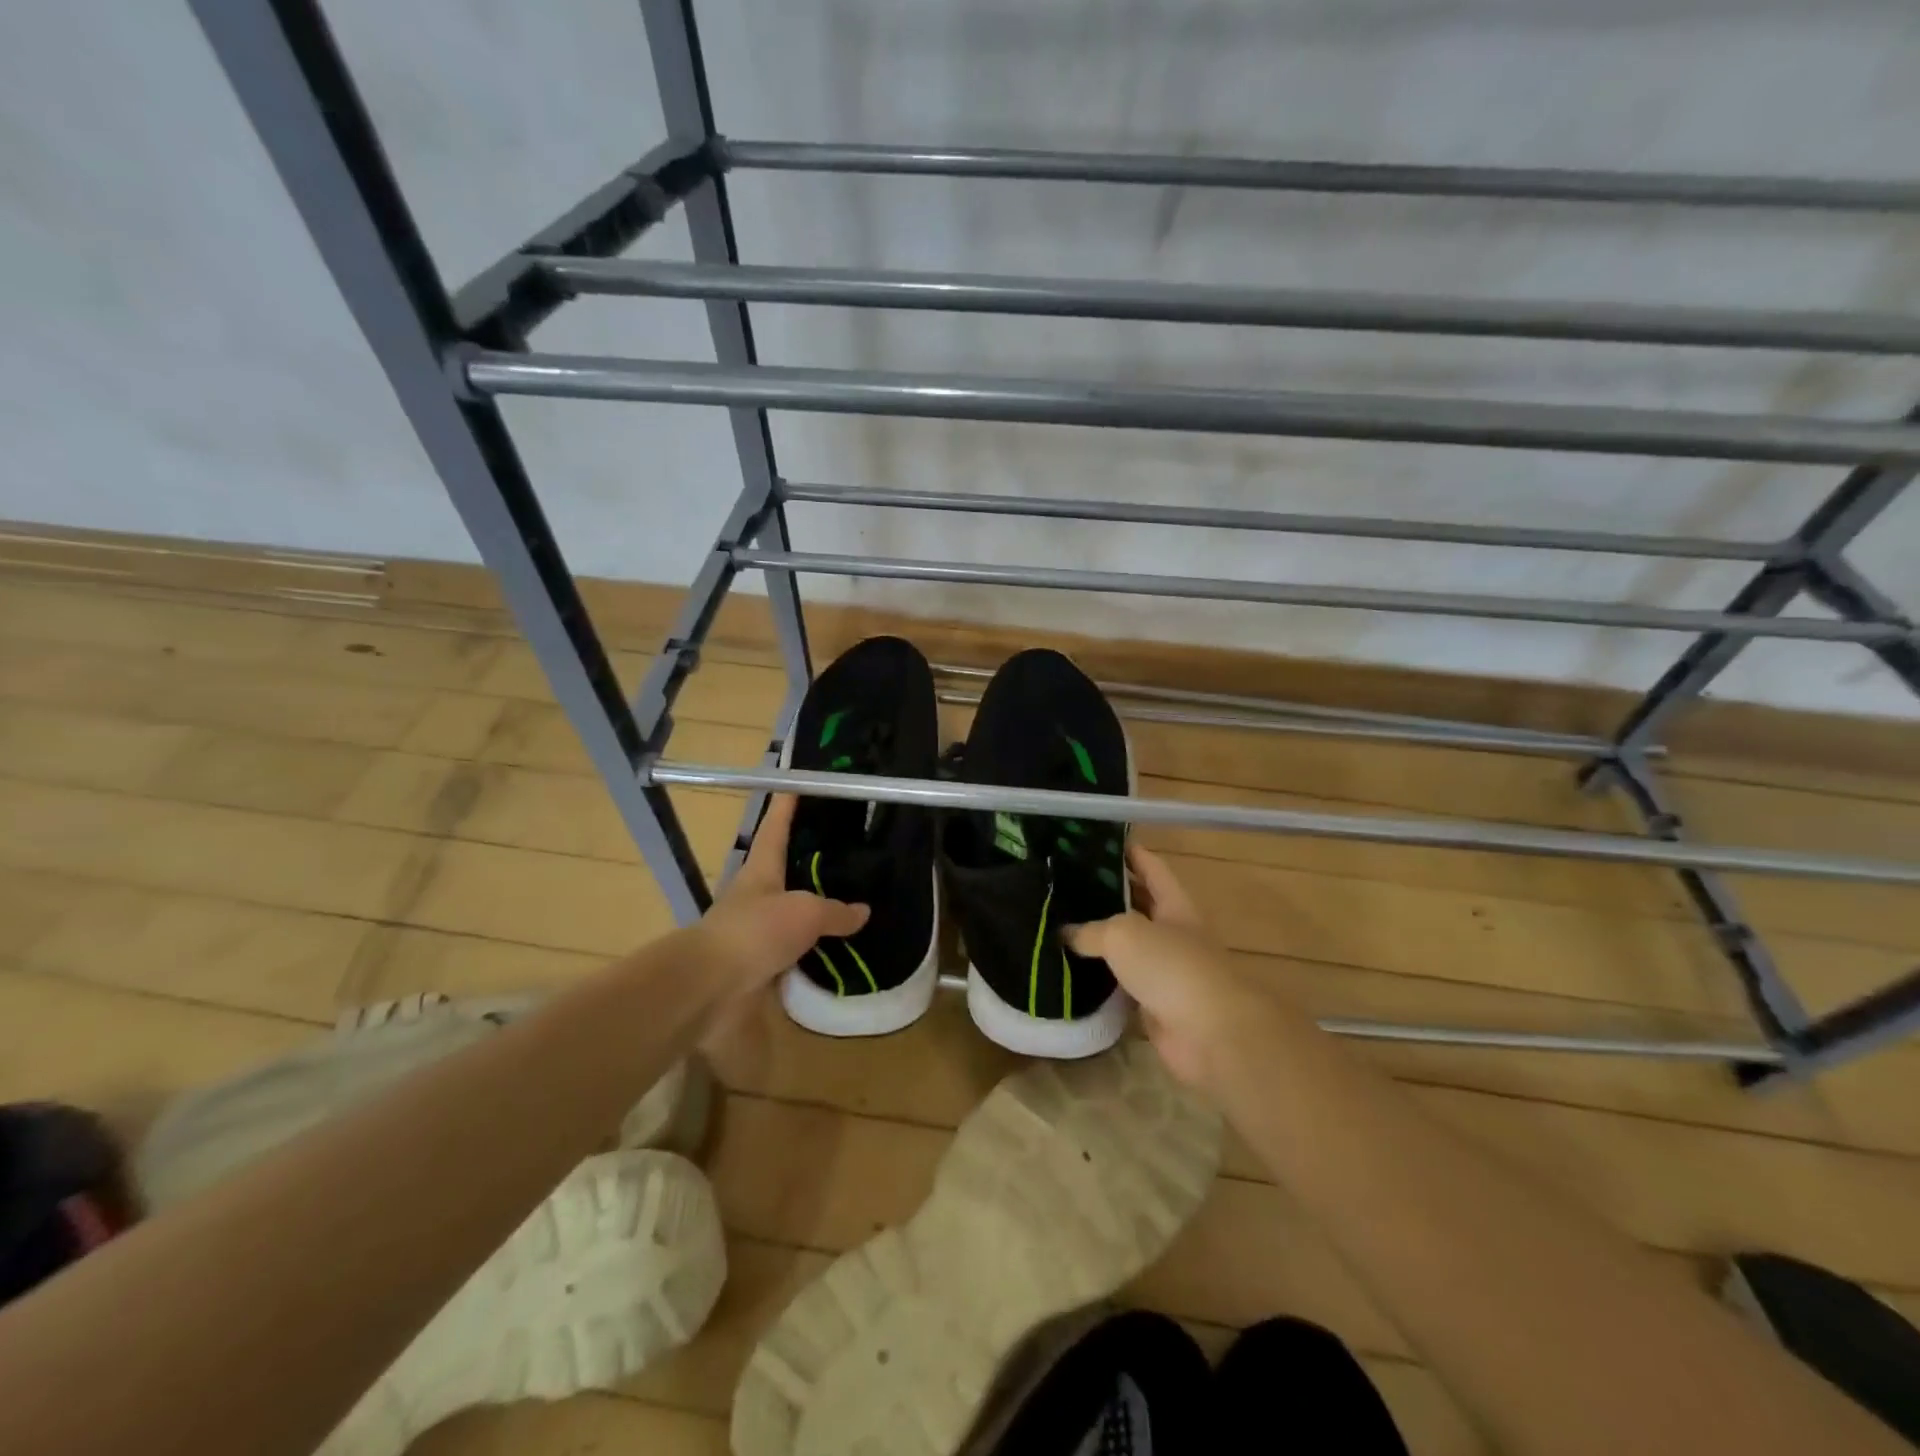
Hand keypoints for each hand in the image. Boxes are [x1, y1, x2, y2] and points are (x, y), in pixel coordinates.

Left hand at [694, 794, 868, 994]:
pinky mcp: (761, 965)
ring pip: (793, 912)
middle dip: (809, 859)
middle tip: (845, 848)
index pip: (775, 828)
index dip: (785, 806)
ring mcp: (757, 932)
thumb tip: (863, 911)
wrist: (712, 988)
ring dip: (816, 909)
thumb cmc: (756, 931)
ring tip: (853, 900)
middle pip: (784, 869)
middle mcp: (757, 896)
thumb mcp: (805, 912)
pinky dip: (816, 951)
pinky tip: (841, 951)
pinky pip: (796, 952)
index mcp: (761, 870)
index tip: (795, 783)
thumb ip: (835, 911)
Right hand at [1065, 845, 1269, 1092]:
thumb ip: (1091, 930)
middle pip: (1138, 905)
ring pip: (1126, 947)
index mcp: (1175, 904)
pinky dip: (1099, 978)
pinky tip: (1070, 970)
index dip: (1130, 852)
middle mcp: (1172, 933)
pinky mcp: (1154, 1004)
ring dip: (1099, 939)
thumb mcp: (1124, 934)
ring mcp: (1165, 970)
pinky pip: (1121, 984)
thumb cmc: (1172, 967)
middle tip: (1067, 883)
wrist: (1210, 1034)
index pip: (1151, 867)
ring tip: (1059, 923)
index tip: (1099, 842)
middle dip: (1108, 893)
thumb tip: (1065, 934)